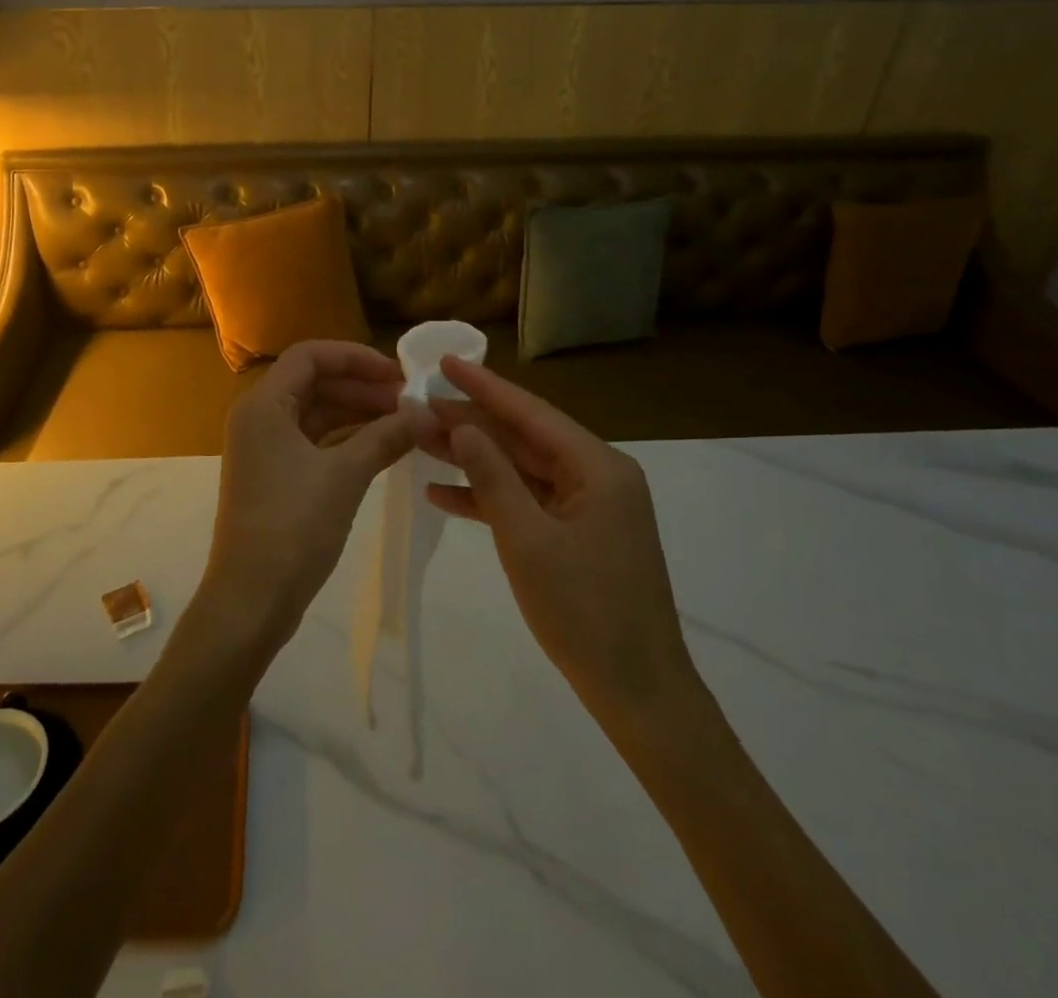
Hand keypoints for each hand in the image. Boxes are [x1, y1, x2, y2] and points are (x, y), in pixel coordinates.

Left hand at [199, 341, 422, 655]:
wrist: (252, 598)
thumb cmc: (293, 527)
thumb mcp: (345, 476)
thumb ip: (385, 436)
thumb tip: (426, 413)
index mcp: (264, 405)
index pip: (310, 356)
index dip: (355, 357)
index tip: (398, 373)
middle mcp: (259, 418)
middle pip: (313, 382)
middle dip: (361, 386)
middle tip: (409, 400)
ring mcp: (265, 448)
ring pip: (316, 413)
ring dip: (357, 413)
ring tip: (404, 422)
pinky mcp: (274, 475)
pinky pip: (313, 441)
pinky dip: (346, 439)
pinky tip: (382, 446)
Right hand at [417, 357, 702, 745]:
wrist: (639, 694)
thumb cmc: (585, 613)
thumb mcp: (528, 540)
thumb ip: (492, 477)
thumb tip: (463, 425)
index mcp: (598, 468)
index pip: (531, 413)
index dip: (484, 386)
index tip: (444, 362)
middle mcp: (597, 476)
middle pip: (524, 438)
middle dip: (471, 423)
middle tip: (419, 405)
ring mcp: (588, 507)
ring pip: (521, 469)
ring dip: (473, 459)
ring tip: (420, 441)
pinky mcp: (578, 534)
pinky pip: (528, 502)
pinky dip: (489, 498)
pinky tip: (442, 494)